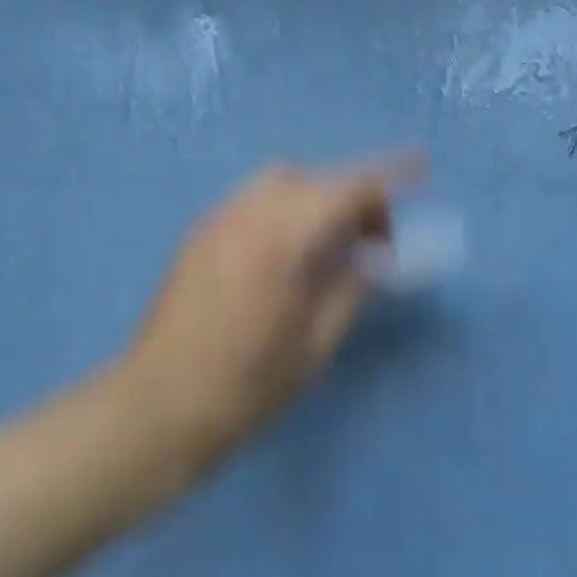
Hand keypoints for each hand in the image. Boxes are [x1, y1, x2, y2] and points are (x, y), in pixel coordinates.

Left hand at [117, 158, 417, 462]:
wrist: (156, 409)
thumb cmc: (244, 387)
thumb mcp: (315, 344)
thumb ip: (351, 288)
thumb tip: (376, 257)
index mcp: (282, 240)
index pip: (348, 187)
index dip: (390, 174)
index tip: (421, 168)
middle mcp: (247, 214)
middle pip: (315, 177)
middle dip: (353, 195)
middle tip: (372, 241)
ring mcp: (217, 219)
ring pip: (281, 181)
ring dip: (316, 197)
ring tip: (330, 245)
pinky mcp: (199, 233)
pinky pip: (254, 198)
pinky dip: (285, 207)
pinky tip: (289, 251)